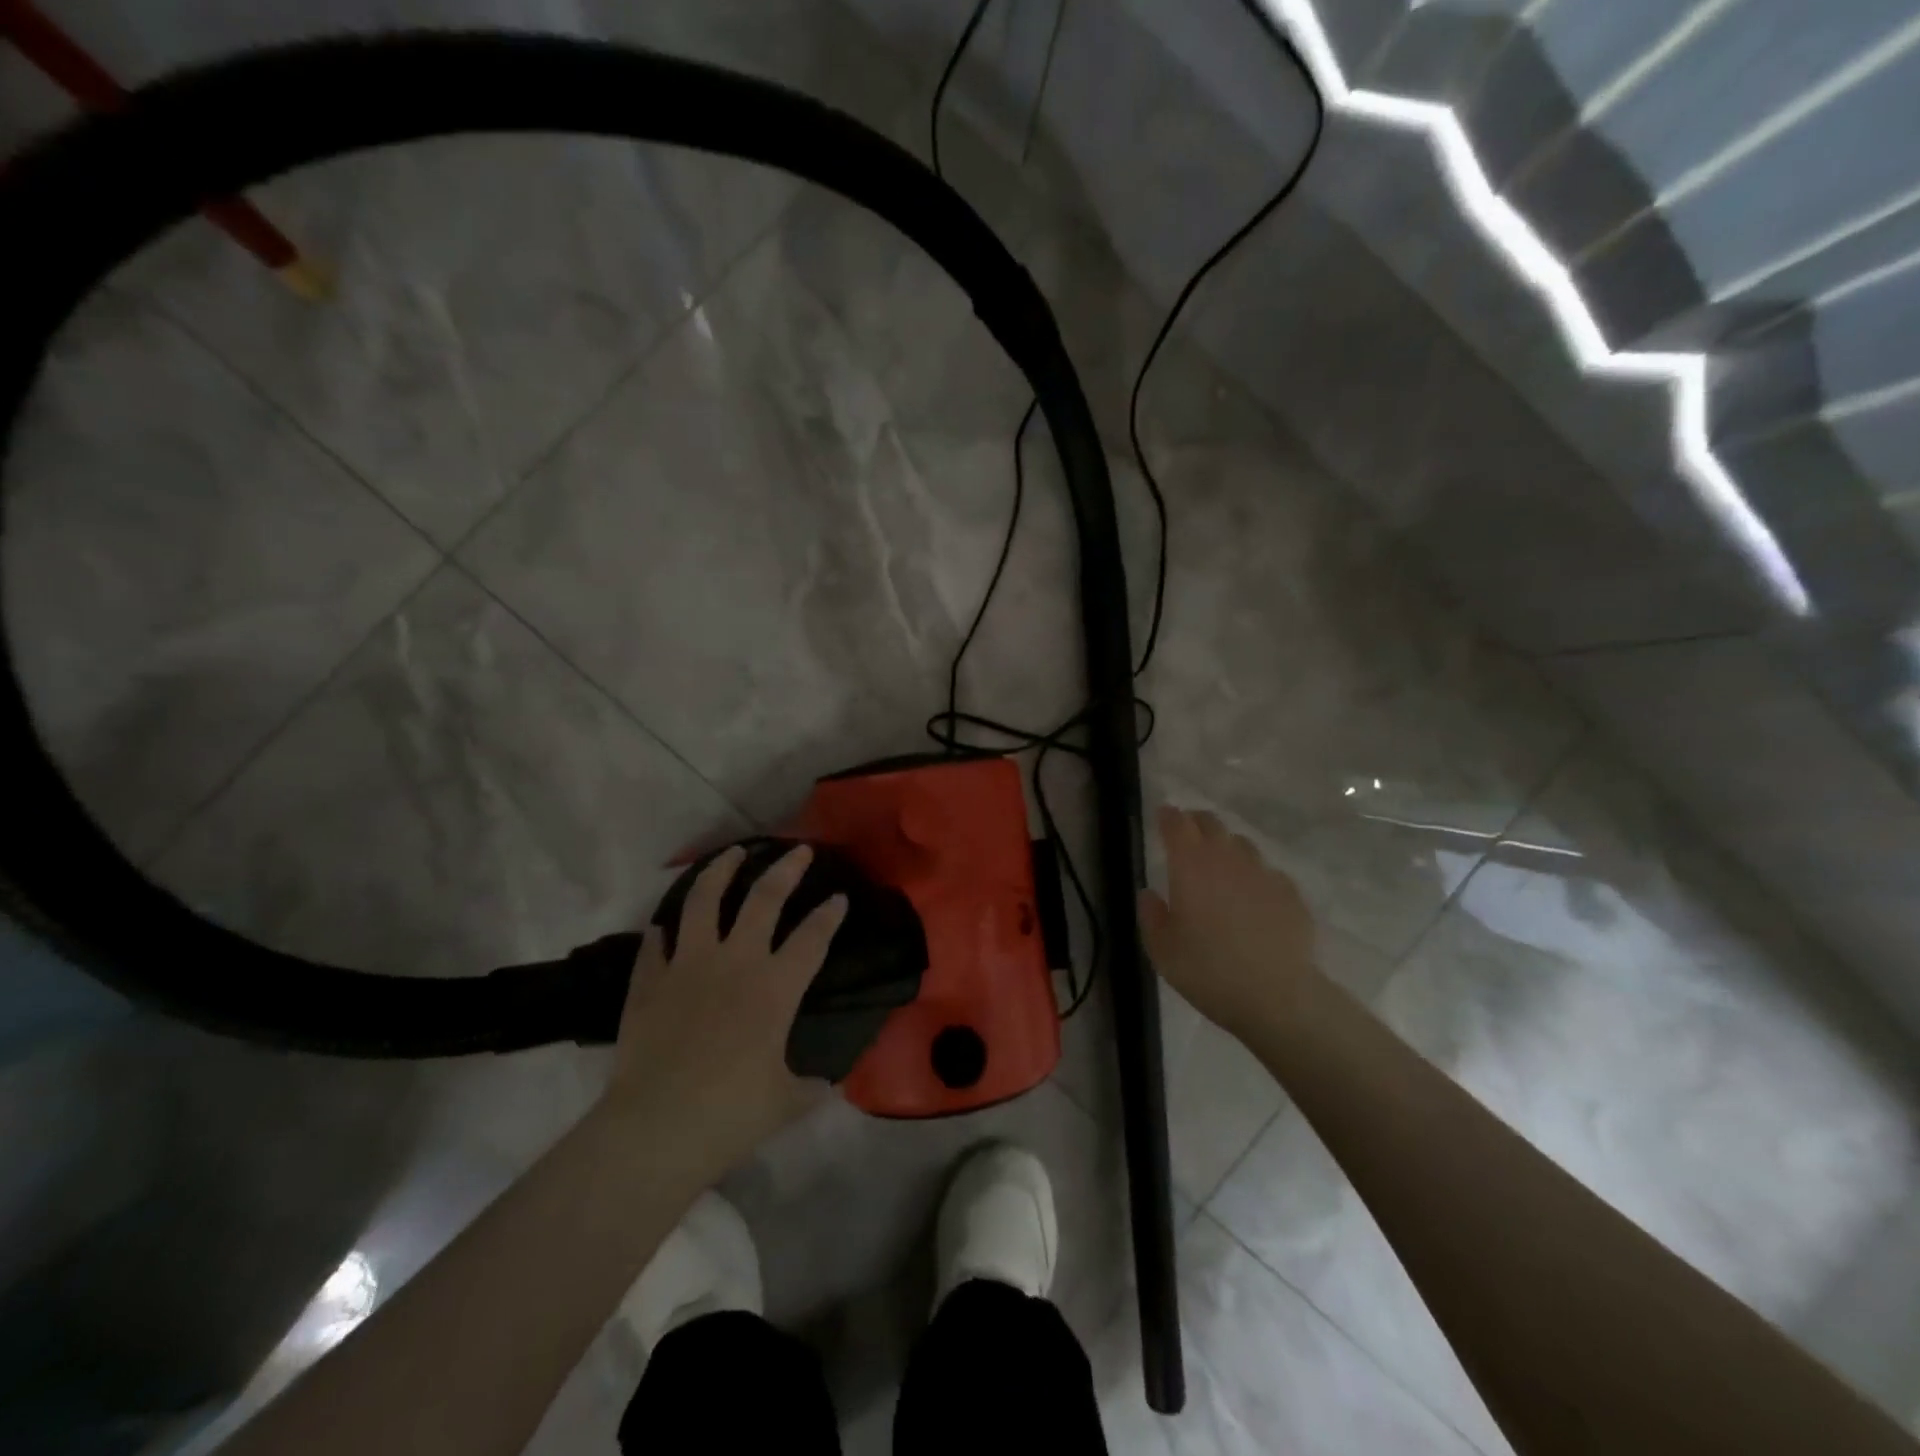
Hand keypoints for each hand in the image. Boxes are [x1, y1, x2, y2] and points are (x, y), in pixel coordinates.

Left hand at [605, 844, 846, 1175]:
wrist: (655, 1129)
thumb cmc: (730, 1115)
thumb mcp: (786, 1103)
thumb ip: (810, 1086)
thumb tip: (826, 1084)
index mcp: (775, 988)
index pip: (812, 938)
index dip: (829, 915)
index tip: (840, 897)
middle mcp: (735, 963)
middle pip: (764, 899)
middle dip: (785, 869)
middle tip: (799, 850)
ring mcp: (687, 966)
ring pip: (704, 901)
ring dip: (720, 871)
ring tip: (732, 853)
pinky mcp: (649, 982)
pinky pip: (654, 946)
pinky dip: (660, 933)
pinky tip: (662, 926)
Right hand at [1140, 806, 1318, 1037]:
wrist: (1277, 997)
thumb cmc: (1208, 971)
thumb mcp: (1162, 950)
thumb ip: (1151, 915)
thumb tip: (1149, 894)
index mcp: (1190, 865)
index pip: (1177, 824)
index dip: (1168, 816)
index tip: (1162, 815)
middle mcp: (1227, 859)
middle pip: (1211, 824)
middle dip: (1196, 823)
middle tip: (1187, 834)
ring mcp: (1263, 873)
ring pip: (1242, 844)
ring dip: (1226, 847)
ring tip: (1220, 867)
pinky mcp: (1290, 893)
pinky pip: (1268, 873)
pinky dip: (1255, 877)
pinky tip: (1253, 898)